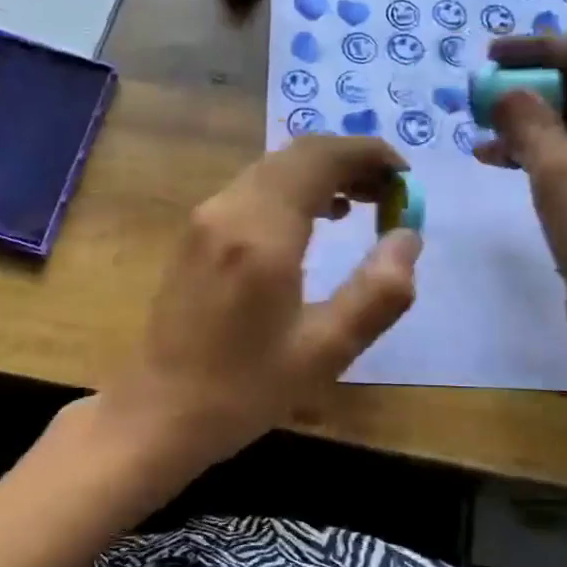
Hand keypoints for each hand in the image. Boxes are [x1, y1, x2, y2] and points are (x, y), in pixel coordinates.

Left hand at [105, 136, 422, 467]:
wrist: (157, 413)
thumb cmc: (243, 389)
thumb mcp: (325, 351)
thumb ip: (378, 292)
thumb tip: (408, 236)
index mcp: (261, 232)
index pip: (320, 158)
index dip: (368, 154)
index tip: (406, 176)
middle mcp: (228, 210)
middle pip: (295, 155)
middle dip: (348, 162)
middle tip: (390, 193)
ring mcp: (204, 219)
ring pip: (272, 170)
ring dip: (319, 175)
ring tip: (362, 204)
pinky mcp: (194, 235)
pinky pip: (251, 191)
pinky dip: (290, 191)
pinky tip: (311, 224)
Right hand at [476, 34, 566, 344]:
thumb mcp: (560, 173)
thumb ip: (528, 121)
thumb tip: (501, 91)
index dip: (544, 47)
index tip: (492, 57)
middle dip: (535, 85)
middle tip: (483, 95)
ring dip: (535, 120)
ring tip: (482, 130)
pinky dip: (545, 151)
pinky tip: (500, 160)